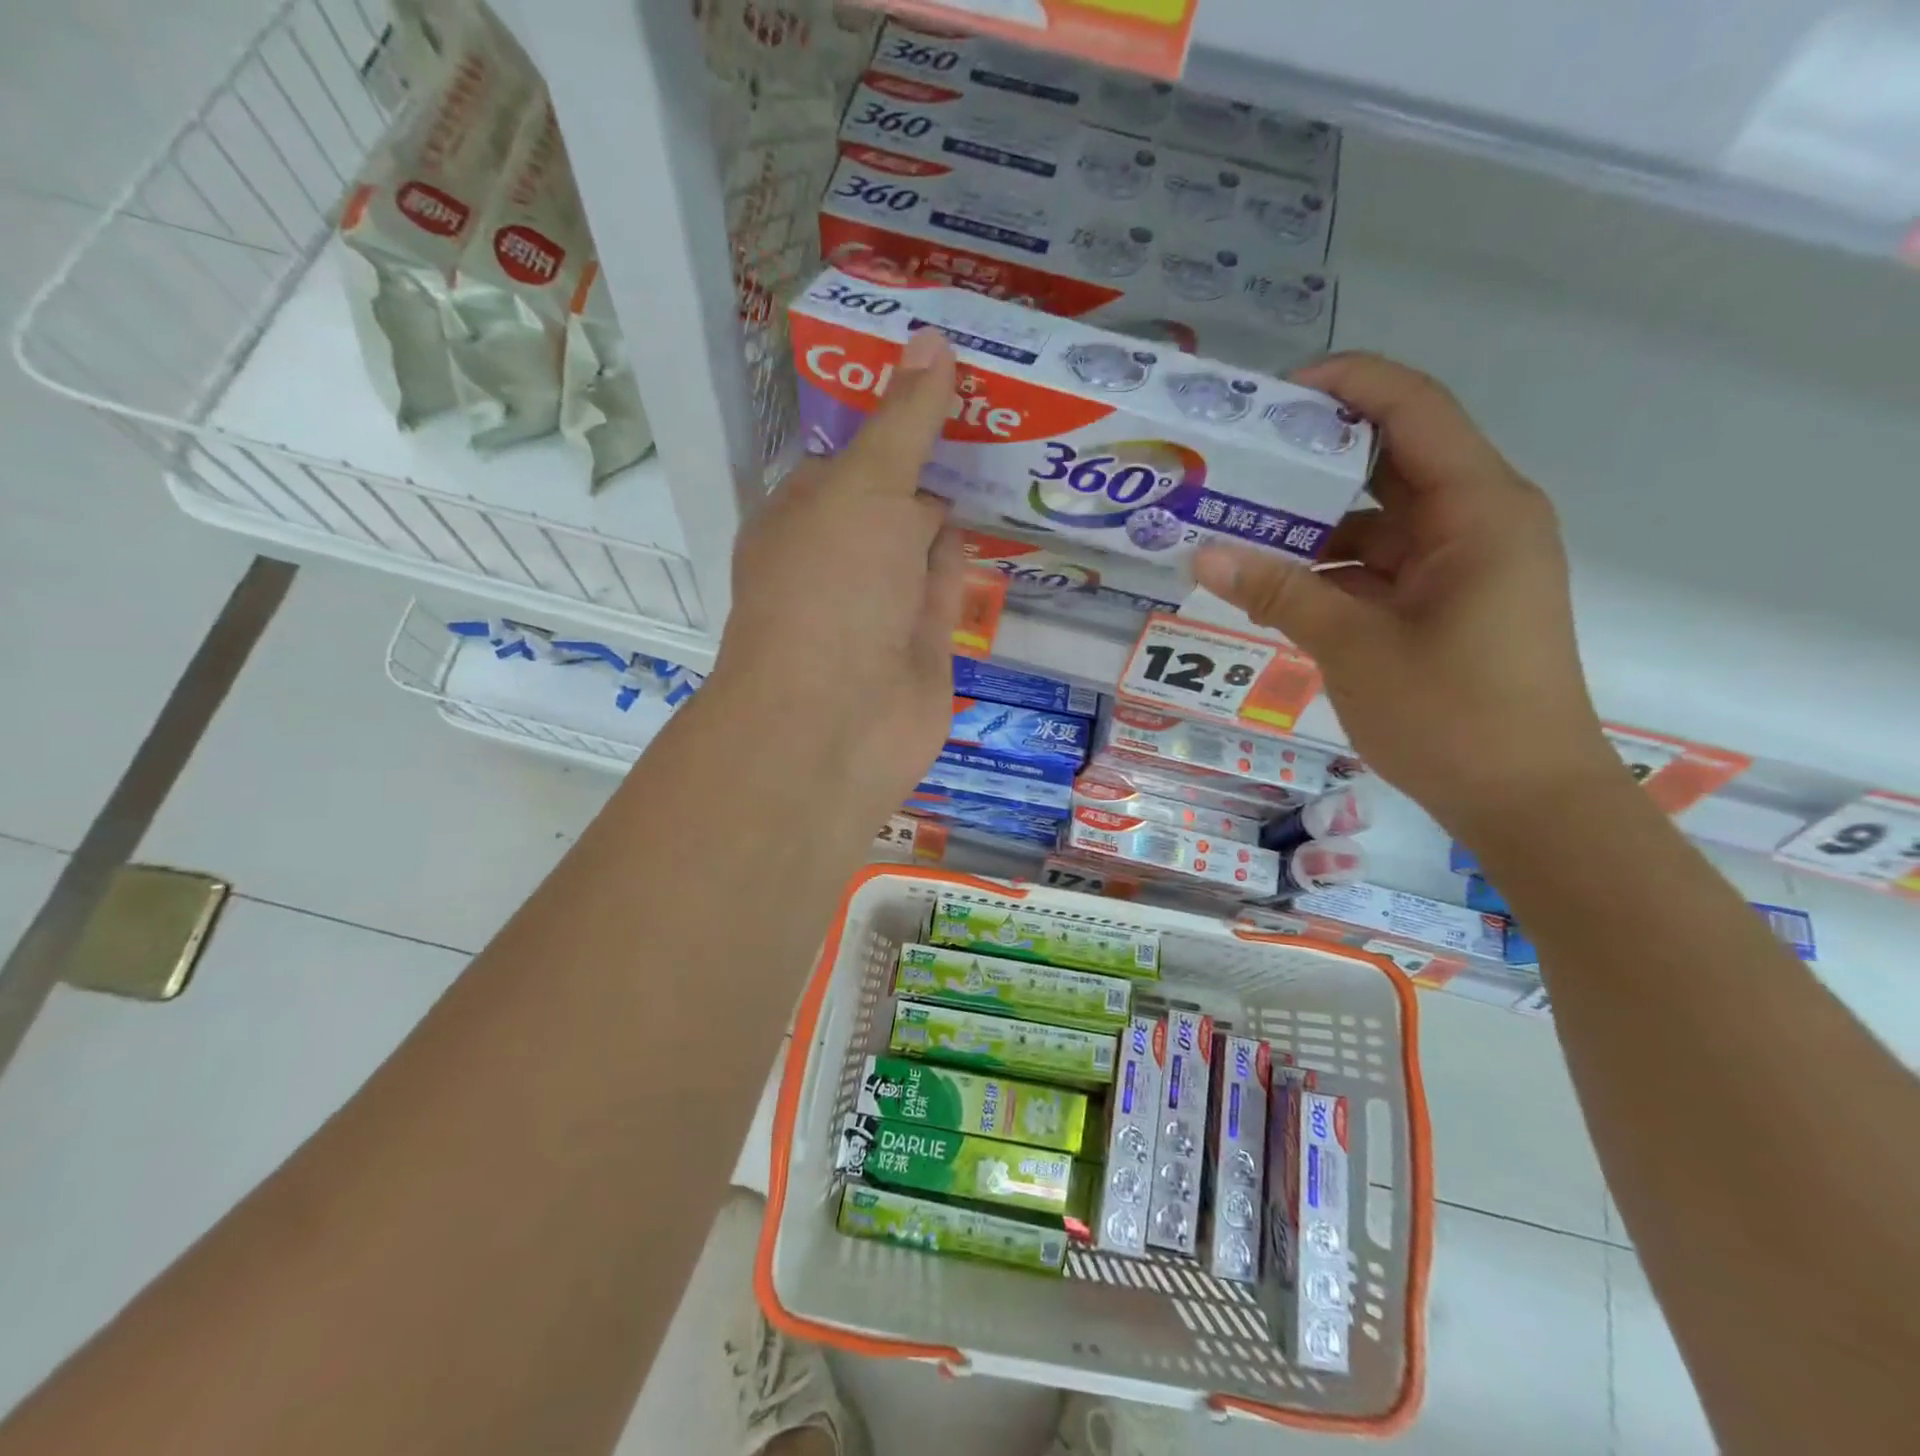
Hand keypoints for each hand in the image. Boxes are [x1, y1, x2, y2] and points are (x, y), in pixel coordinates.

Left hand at [705, 328, 962, 833]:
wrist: (838, 722)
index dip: (894, 415)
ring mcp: (881, 605)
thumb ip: (905, 422)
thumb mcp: (864, 489)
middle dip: (932, 458)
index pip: (850, 456)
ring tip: (1010, 449)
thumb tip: (933, 339)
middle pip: (891, 497)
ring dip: (953, 506)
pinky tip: (999, 519)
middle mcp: (839, 558)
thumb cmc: (831, 589)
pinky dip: (964, 556)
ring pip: (921, 543)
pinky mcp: (921, 644)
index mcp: (804, 514)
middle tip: (995, 403)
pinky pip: (945, 587)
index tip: (946, 372)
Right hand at [1194, 353, 1617, 839]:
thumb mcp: (1353, 647)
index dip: (1344, 385)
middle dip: (1310, 459)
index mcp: (1476, 509)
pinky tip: (1269, 585)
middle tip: (1233, 462)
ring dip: (1310, 526)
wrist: (1526, 802)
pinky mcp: (1443, 603)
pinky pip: (1377, 567)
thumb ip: (1278, 593)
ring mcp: (1459, 564)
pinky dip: (1327, 572)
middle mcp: (1474, 521)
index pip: (1411, 409)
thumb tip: (1200, 556)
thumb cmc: (1452, 715)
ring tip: (1232, 527)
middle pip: (1387, 461)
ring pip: (1375, 521)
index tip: (1268, 398)